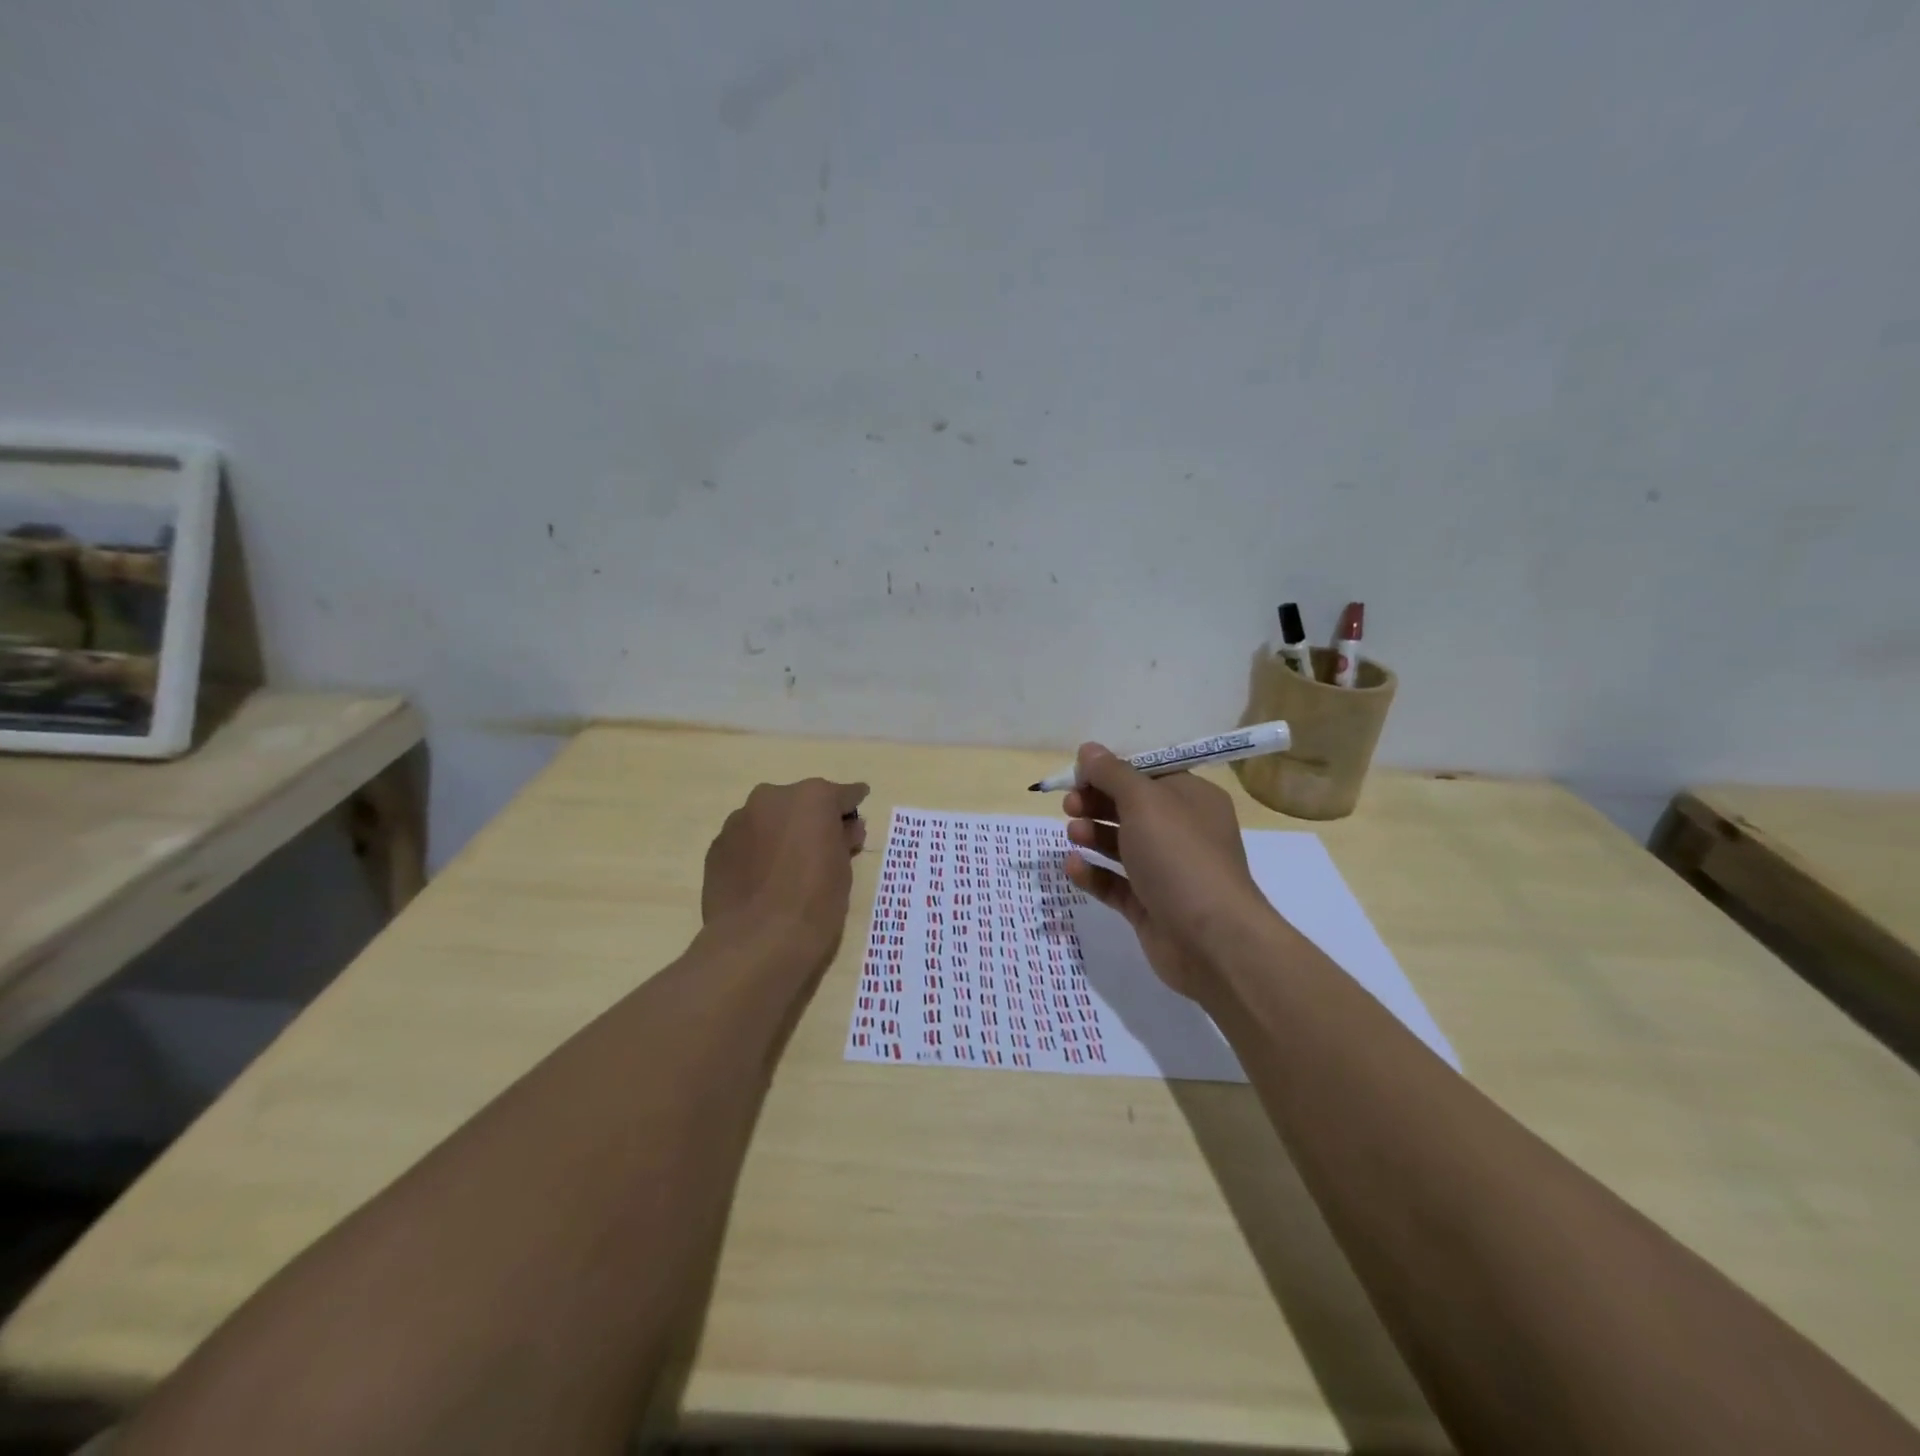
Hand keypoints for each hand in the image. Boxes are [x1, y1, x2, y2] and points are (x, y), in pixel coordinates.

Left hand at [703, 779, 869, 961]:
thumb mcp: (844, 870)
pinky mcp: (716, 846)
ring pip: (769, 820)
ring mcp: (739, 820)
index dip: (851, 807)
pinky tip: (762, 880)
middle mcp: (772, 797)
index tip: (855, 817)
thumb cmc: (814, 903)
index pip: (842, 794)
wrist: (756, 942)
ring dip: (781, 834)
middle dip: (812, 820)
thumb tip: (845, 829)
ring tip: (787, 869)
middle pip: (800, 803)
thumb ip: (844, 840)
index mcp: (812, 797)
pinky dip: (757, 852)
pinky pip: (746, 841)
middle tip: (821, 849)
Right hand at [1062, 744, 1271, 999]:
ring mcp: (1166, 872)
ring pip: (1122, 845)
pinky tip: (1072, 866)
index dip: (1111, 771)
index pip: (1147, 774)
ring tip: (1073, 834)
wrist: (1213, 940)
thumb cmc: (1180, 857)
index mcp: (1191, 799)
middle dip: (1097, 802)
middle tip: (1069, 805)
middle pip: (1131, 808)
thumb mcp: (1144, 802)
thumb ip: (1112, 774)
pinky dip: (1093, 873)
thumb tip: (1088, 749)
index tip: (1078, 774)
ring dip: (1093, 835)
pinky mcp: (1150, 906)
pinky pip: (1116, 883)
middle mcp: (1181, 832)